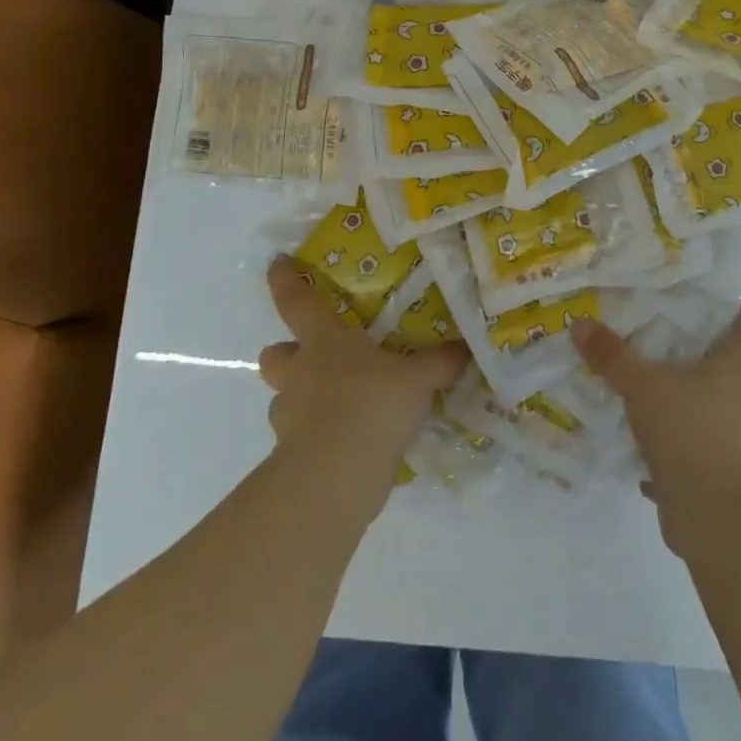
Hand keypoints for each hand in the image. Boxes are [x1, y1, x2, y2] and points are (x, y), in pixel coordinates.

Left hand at [258, 257, 466, 499]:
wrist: (336, 475)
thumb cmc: (372, 405)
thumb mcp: (418, 379)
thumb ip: (440, 362)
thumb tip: (465, 348)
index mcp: (324, 342)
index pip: (296, 302)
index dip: (285, 281)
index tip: (277, 264)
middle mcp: (300, 373)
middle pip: (274, 354)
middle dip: (286, 353)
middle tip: (313, 357)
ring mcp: (290, 416)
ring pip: (283, 398)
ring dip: (301, 398)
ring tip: (336, 404)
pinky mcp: (292, 455)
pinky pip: (300, 437)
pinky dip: (317, 436)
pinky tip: (348, 441)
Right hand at [570, 300, 740, 555]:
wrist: (712, 511)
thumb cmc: (688, 429)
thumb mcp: (642, 386)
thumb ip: (613, 356)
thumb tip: (582, 323)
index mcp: (734, 373)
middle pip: (735, 377)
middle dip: (712, 366)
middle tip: (681, 355)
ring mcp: (738, 447)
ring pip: (716, 419)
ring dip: (692, 413)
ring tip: (655, 408)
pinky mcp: (723, 482)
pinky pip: (698, 460)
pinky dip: (678, 456)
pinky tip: (648, 463)